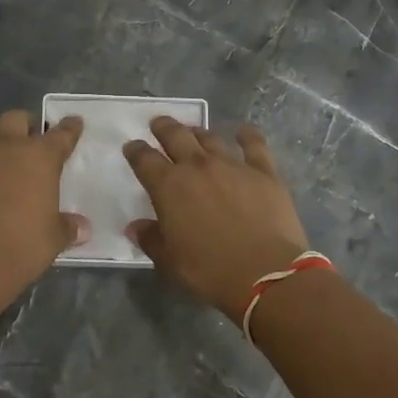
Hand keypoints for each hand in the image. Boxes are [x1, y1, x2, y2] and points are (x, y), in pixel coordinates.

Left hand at [0, 110, 87, 318]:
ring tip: (7, 182)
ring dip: (0, 157)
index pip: (60, 134)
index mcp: (39, 158)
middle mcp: (5, 150)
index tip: (74, 122)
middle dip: (27, 127)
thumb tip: (81, 227)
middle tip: (34, 143)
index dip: (69, 129)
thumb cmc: (21, 246)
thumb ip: (67, 227)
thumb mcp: (53, 239)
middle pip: (16, 120)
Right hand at [123, 118, 309, 319]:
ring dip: (198, 132)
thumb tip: (136, 226)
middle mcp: (197, 167)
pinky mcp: (264, 172)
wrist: (265, 274)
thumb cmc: (210, 271)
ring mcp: (233, 165)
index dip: (135, 151)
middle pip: (176, 136)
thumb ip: (151, 239)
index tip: (131, 147)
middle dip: (164, 127)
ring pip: (210, 138)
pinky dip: (247, 135)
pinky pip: (254, 145)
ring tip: (193, 131)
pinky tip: (244, 132)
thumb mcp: (170, 262)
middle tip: (159, 124)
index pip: (144, 160)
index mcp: (169, 187)